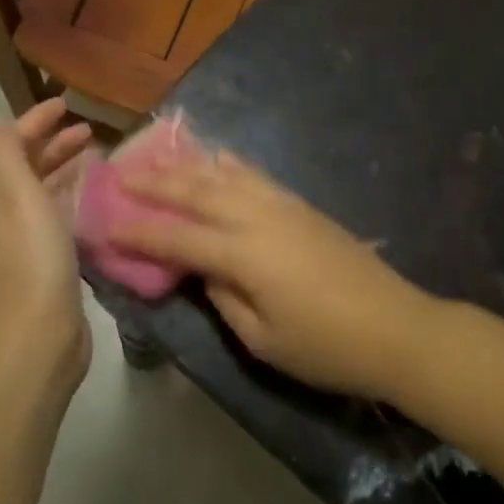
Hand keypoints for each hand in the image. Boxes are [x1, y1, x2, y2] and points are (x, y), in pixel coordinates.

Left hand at [0, 98, 94, 391]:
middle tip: (90, 131)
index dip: (36, 122)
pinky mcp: (49, 266)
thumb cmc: (32, 259)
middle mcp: (7, 217)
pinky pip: (60, 220)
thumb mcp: (17, 196)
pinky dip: (75, 201)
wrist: (38, 336)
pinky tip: (97, 203)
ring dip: (65, 171)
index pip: (12, 146)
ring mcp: (27, 244)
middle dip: (54, 144)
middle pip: (28, 169)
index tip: (67, 104)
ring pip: (45, 194)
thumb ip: (6, 155)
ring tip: (97, 160)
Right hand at [111, 154, 440, 401]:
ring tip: (160, 156)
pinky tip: (221, 158)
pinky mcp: (304, 207)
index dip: (138, 230)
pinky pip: (258, 176)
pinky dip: (232, 165)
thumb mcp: (262, 338)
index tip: (105, 221)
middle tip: (121, 171)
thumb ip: (224, 298)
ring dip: (189, 165)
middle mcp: (259, 218)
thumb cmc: (326, 346)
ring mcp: (284, 206)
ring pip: (227, 175)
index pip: (177, 236)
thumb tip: (205, 269)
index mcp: (243, 254)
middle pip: (197, 192)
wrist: (398, 328)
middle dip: (156, 182)